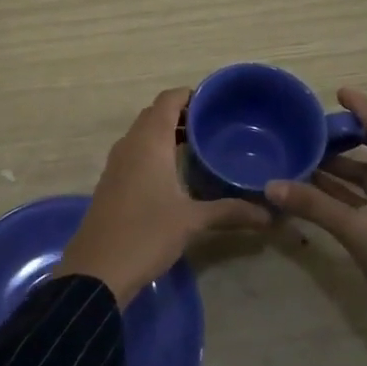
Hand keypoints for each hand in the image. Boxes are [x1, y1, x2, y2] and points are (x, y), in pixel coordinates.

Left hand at [58, 87, 271, 306]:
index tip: (217, 104)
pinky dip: (156, 152)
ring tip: (200, 147)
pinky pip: (136, 153)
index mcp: (149, 142)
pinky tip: (176, 174)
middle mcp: (130, 144)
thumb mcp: (192, 221)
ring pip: (144, 134)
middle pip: (155, 114)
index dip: (191, 95)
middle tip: (214, 126)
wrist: (97, 270)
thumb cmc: (146, 234)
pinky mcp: (112, 182)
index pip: (168, 100)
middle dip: (183, 114)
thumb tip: (269, 214)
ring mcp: (117, 163)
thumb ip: (231, 212)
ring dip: (168, 134)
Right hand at [266, 88, 366, 337]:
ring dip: (343, 168)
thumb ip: (314, 206)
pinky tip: (321, 193)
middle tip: (313, 131)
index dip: (360, 106)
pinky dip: (348, 191)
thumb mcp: (355, 231)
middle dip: (345, 139)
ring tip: (308, 160)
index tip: (338, 92)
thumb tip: (271, 185)